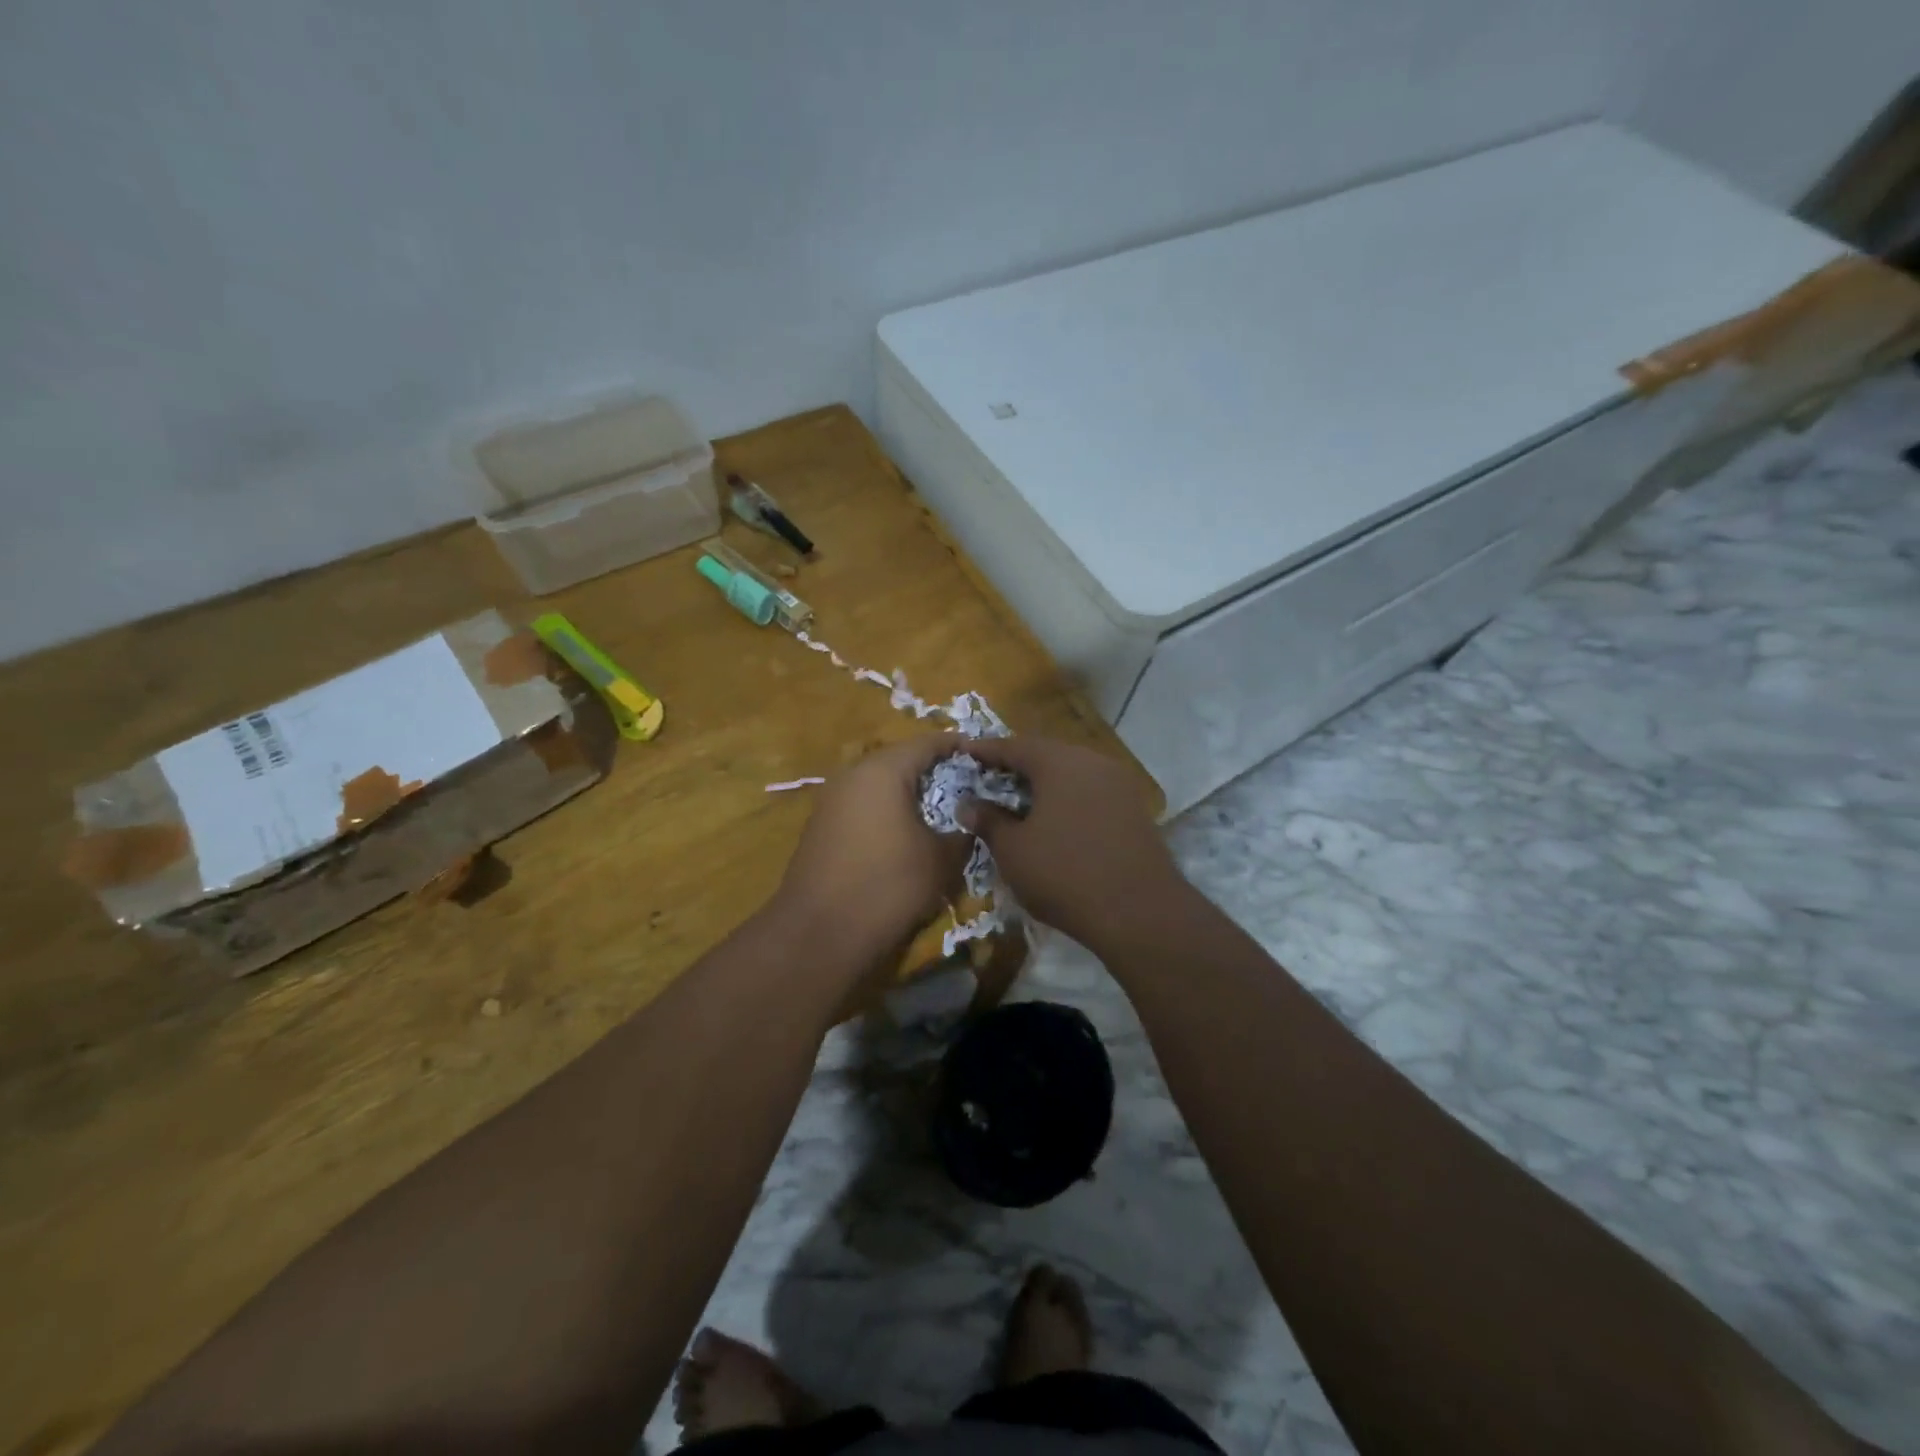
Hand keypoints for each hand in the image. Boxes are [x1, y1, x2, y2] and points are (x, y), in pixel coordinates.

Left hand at [771, 735, 973, 963]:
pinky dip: (885, 812)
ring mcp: (831, 801)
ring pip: (878, 785)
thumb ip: (961, 834)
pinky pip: (862, 806)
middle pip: (899, 760)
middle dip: (931, 770)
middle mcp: (852, 775)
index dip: (956, 745)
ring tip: (937, 811)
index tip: (981, 753)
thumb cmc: (888, 885)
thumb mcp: (940, 860)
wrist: (819, 934)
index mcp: (883, 771)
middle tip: (963, 784)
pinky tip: (903, 834)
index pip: (927, 743)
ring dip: (907, 793)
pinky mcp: (820, 828)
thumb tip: (968, 825)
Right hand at [960, 737, 1180, 947]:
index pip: (1014, 746)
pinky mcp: (1134, 809)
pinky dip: (1068, 798)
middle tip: (991, 776)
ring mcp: (1118, 784)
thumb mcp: (1013, 850)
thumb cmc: (1064, 873)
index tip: (964, 750)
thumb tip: (968, 804)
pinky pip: (1091, 792)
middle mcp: (1091, 762)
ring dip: (1045, 783)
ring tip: (1020, 799)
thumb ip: (988, 821)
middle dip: (1017, 765)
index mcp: (1058, 762)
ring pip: (1072, 773)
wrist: (1139, 911)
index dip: (986, 750)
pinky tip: (1056, 818)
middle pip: (1047, 755)